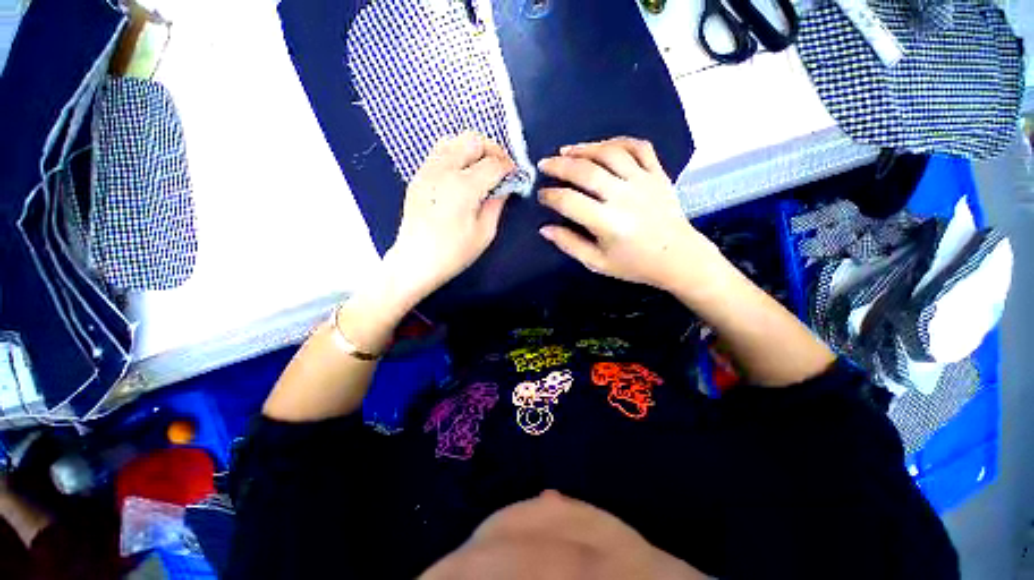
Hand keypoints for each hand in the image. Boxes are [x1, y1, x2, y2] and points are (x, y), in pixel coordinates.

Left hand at [385, 132, 514, 303]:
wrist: (416, 262)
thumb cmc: (454, 253)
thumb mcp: (484, 233)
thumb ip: (496, 205)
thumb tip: (504, 188)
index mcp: (463, 187)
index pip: (493, 163)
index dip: (508, 166)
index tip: (515, 175)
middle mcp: (443, 170)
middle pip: (472, 140)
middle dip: (492, 149)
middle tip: (501, 167)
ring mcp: (427, 171)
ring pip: (453, 140)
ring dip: (473, 149)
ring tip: (482, 167)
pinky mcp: (418, 177)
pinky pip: (439, 153)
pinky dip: (456, 155)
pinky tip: (462, 174)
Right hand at [537, 137, 718, 290]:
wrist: (679, 258)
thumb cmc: (635, 264)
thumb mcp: (597, 263)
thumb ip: (569, 244)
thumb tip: (544, 228)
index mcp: (607, 222)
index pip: (569, 201)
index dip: (550, 196)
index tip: (541, 195)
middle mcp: (623, 196)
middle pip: (585, 171)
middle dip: (558, 166)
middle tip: (543, 164)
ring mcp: (643, 181)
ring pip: (610, 153)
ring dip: (584, 148)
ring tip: (566, 150)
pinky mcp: (658, 174)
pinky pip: (639, 147)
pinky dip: (618, 141)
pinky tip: (603, 146)